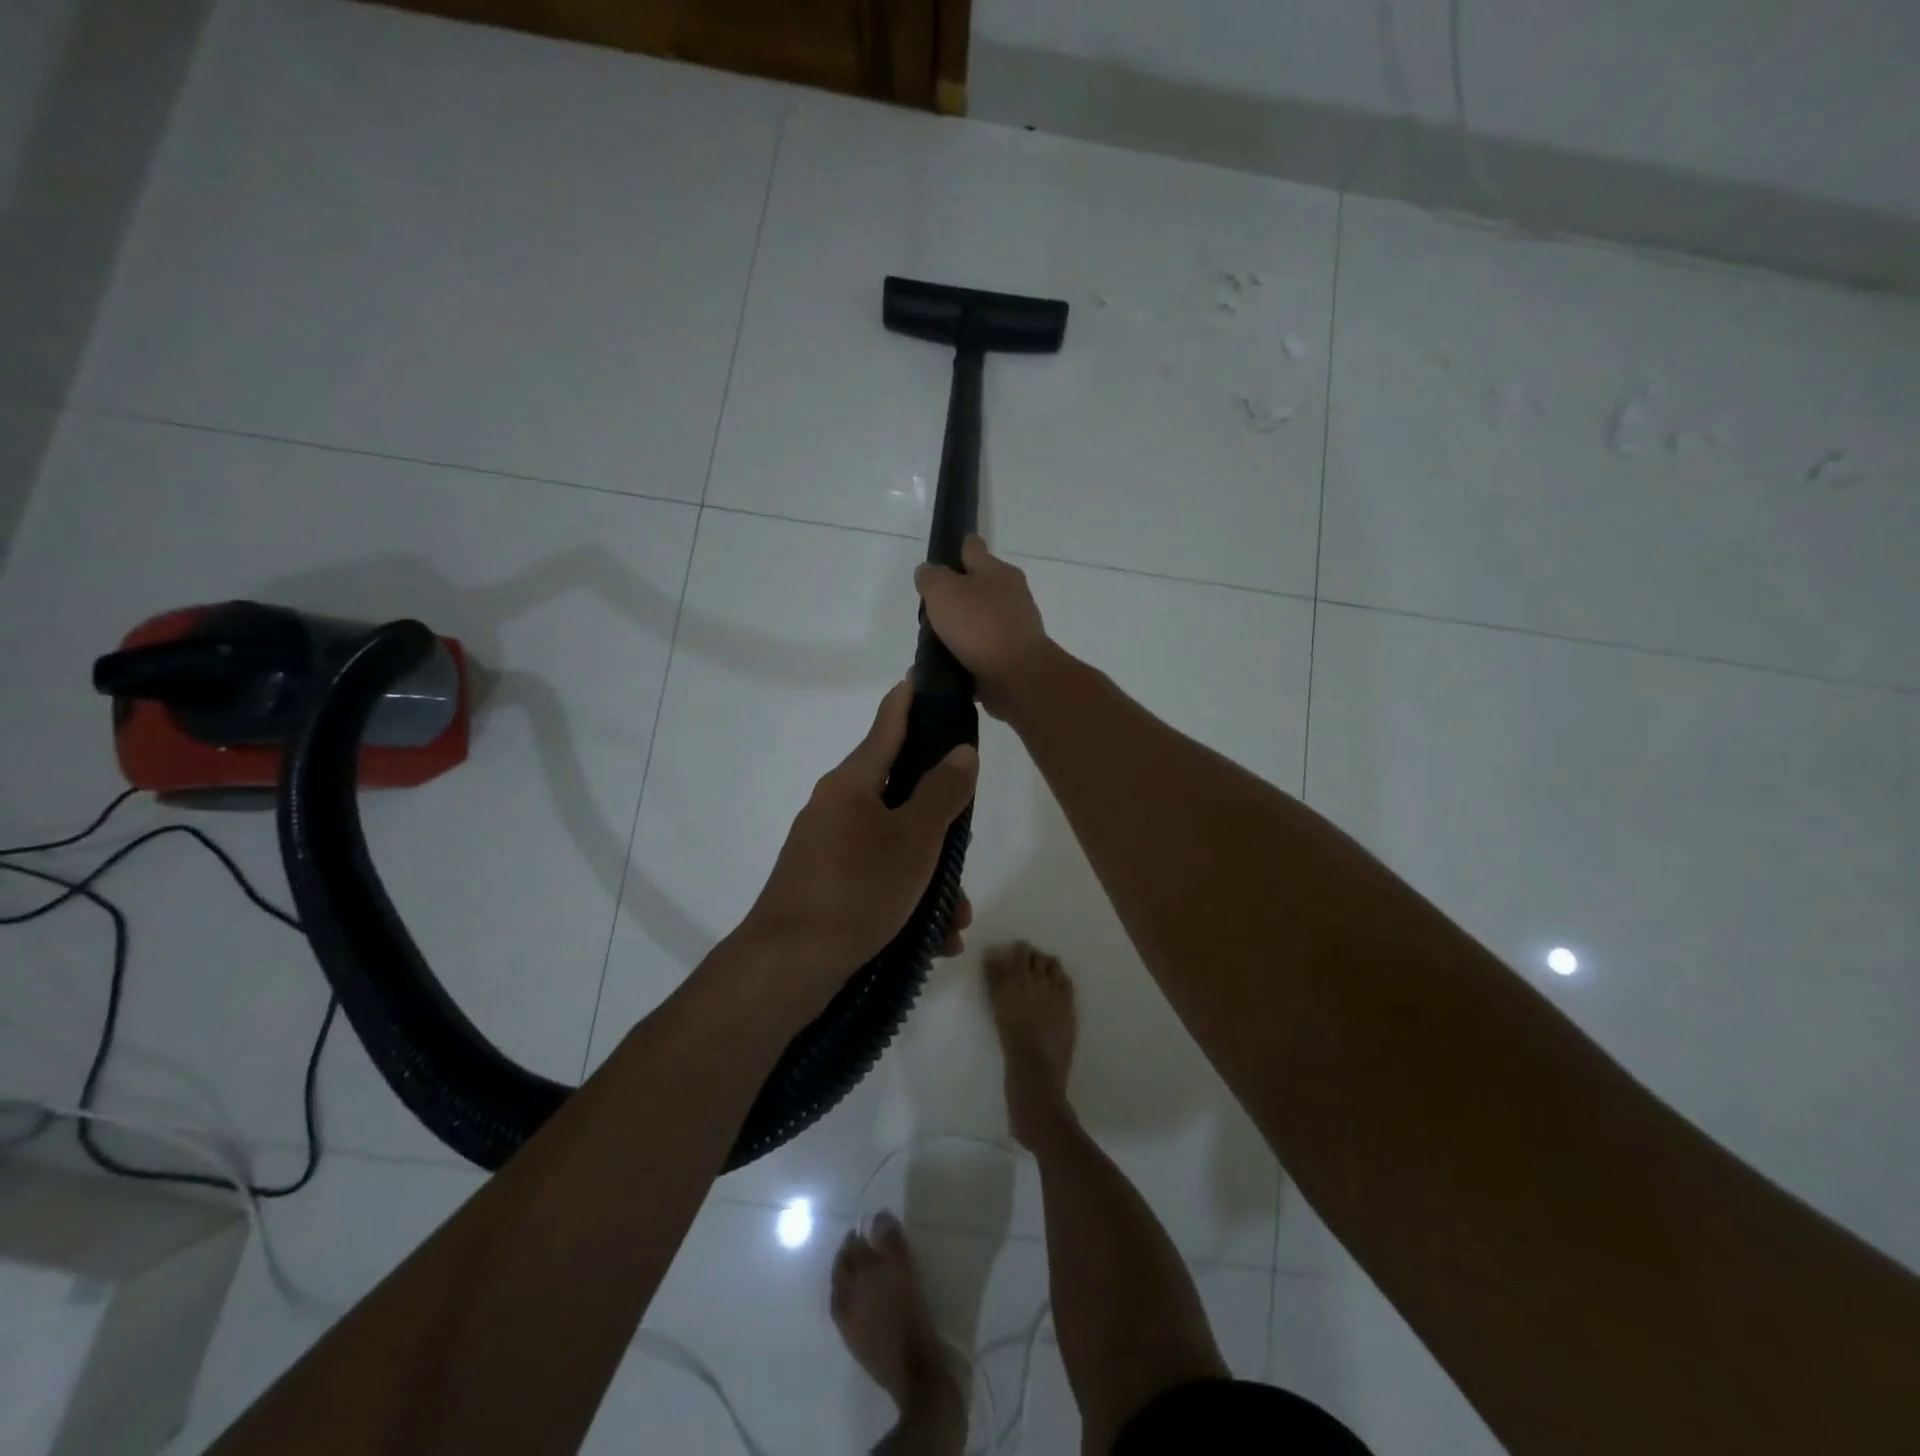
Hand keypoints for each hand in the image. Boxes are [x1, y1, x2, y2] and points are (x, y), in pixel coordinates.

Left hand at [740, 681, 978, 1009]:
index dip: (909, 699)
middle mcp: (836, 807)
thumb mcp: (913, 839)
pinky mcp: (826, 887)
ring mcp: (828, 849)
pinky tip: (934, 941)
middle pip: (900, 793)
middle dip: (940, 822)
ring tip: (956, 918)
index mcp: (852, 783)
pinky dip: (908, 901)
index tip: (926, 676)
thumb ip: (943, 792)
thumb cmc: (857, 890)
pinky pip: (878, 880)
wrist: (787, 967)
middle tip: (966, 843)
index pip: (887, 724)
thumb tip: (961, 751)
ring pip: (894, 846)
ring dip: (931, 877)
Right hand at [914, 536, 1053, 717]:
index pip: (973, 547)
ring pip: (980, 620)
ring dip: (960, 628)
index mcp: (998, 571)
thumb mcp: (944, 591)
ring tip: (933, 641)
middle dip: (955, 595)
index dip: (956, 549)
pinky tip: (947, 663)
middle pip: (977, 586)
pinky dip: (966, 655)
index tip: (940, 560)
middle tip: (929, 610)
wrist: (1017, 676)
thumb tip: (928, 573)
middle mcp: (1010, 595)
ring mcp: (1013, 627)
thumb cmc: (980, 625)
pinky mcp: (1011, 656)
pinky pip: (982, 650)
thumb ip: (931, 578)